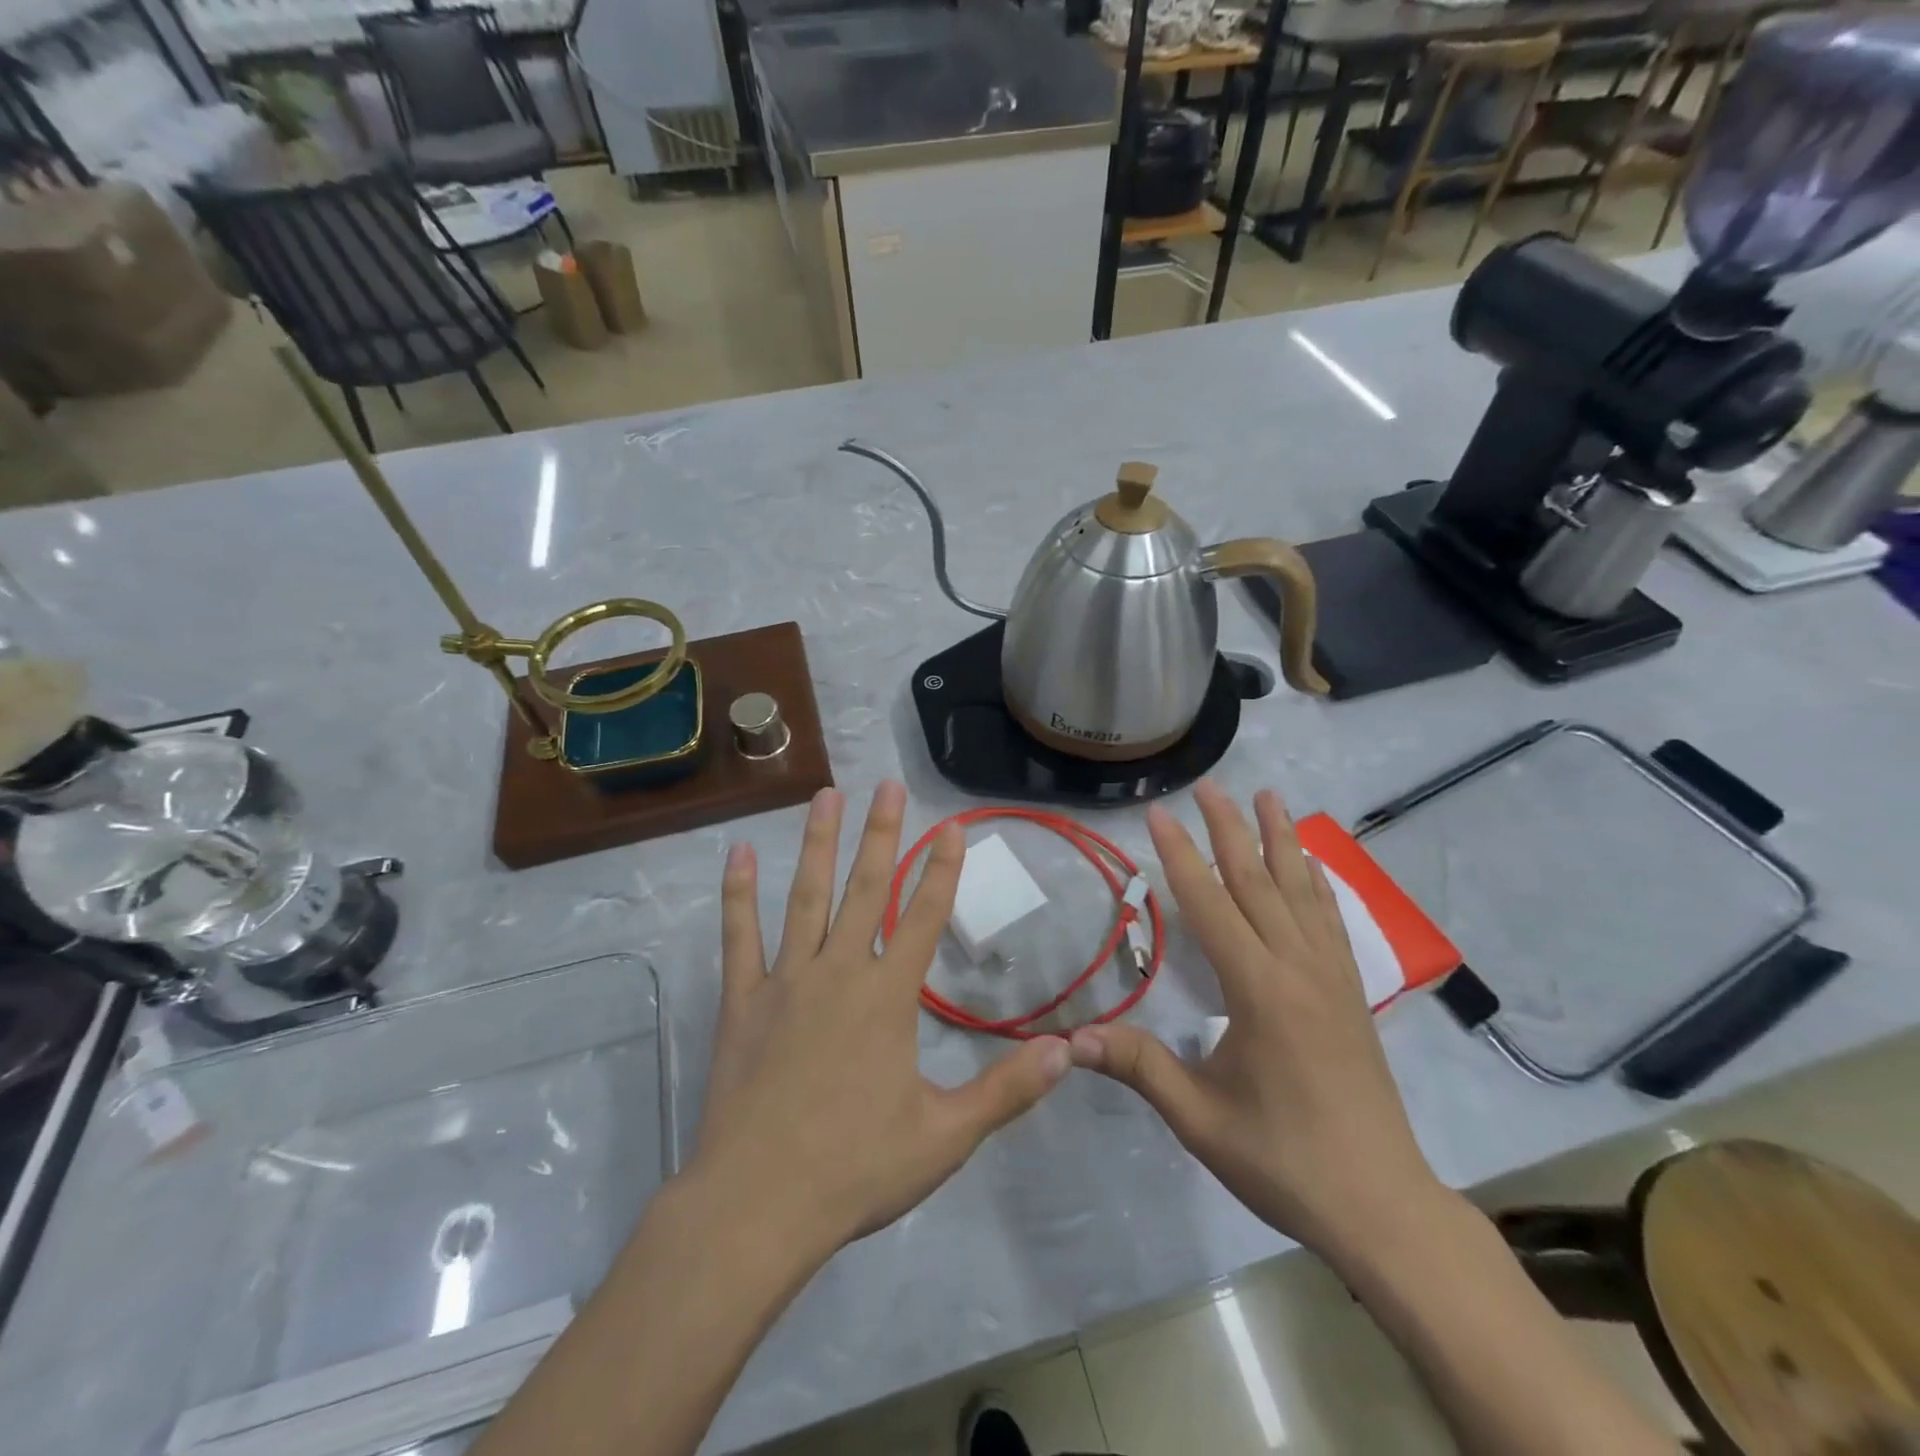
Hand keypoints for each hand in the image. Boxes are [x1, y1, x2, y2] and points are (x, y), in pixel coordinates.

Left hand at [694, 781, 1071, 1259]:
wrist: (757, 1206)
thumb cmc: (855, 1169)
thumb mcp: (946, 1136)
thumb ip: (1008, 1090)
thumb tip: (1069, 1050)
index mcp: (888, 997)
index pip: (924, 917)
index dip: (943, 869)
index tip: (953, 825)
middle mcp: (839, 972)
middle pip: (867, 889)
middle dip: (884, 834)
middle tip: (889, 784)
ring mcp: (785, 980)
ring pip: (806, 896)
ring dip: (819, 843)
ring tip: (826, 795)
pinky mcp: (742, 999)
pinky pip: (740, 935)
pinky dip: (738, 893)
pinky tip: (737, 853)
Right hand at [1068, 780, 1445, 1264]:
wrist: (1382, 1206)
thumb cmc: (1283, 1160)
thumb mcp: (1199, 1118)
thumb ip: (1138, 1067)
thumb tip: (1068, 1040)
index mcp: (1258, 990)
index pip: (1210, 905)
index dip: (1180, 857)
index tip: (1158, 815)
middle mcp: (1298, 968)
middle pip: (1258, 882)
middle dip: (1230, 830)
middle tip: (1210, 786)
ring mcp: (1331, 978)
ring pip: (1301, 892)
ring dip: (1281, 840)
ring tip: (1270, 797)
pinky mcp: (1351, 994)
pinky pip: (1330, 921)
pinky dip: (1316, 883)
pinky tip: (1311, 865)